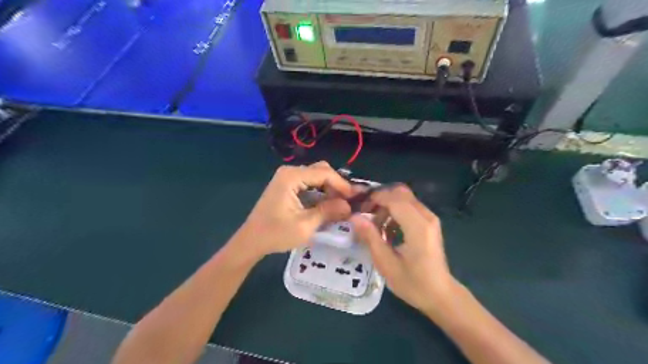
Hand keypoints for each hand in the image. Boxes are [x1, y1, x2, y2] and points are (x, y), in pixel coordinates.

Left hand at [233, 161, 353, 258]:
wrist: (251, 241)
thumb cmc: (275, 234)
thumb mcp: (305, 225)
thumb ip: (328, 212)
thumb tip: (349, 206)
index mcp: (291, 177)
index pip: (324, 173)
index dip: (342, 185)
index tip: (355, 198)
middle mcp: (289, 172)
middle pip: (321, 171)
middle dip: (336, 185)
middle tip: (348, 202)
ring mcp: (287, 178)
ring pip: (316, 176)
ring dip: (329, 189)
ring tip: (340, 205)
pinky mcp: (287, 186)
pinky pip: (309, 183)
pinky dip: (320, 192)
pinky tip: (327, 205)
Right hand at [352, 185, 456, 314]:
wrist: (440, 295)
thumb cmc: (413, 283)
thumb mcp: (386, 263)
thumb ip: (370, 237)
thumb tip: (354, 217)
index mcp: (417, 226)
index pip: (393, 198)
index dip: (374, 199)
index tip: (359, 209)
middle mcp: (426, 216)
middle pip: (400, 192)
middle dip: (380, 199)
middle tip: (366, 214)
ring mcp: (430, 218)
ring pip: (405, 198)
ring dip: (387, 205)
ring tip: (375, 225)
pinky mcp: (430, 223)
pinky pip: (410, 206)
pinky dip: (396, 211)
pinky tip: (388, 230)